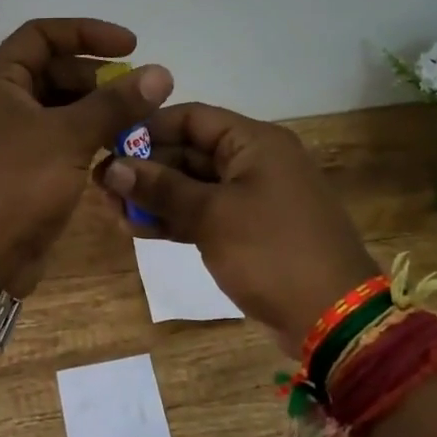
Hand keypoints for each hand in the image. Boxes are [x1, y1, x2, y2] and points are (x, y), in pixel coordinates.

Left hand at [0, 19, 173, 295]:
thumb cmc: (16, 186)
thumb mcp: (68, 138)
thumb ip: (115, 103)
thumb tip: (161, 73)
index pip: (42, 35)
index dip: (87, 33)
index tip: (132, 47)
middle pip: (53, 71)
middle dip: (98, 78)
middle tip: (139, 94)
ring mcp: (8, 138)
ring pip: (59, 108)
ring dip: (97, 110)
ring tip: (137, 122)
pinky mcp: (21, 169)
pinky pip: (58, 139)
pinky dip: (86, 138)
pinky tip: (116, 149)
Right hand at [99, 103, 378, 352]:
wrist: (334, 319)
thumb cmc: (272, 252)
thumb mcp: (212, 216)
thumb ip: (161, 188)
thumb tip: (111, 167)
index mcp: (255, 142)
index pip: (192, 118)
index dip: (148, 129)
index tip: (108, 147)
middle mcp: (255, 161)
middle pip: (189, 151)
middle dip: (146, 168)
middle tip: (102, 187)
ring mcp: (253, 197)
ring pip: (193, 185)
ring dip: (154, 196)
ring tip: (112, 211)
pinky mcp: (249, 230)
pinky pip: (204, 212)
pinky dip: (174, 218)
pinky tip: (138, 229)